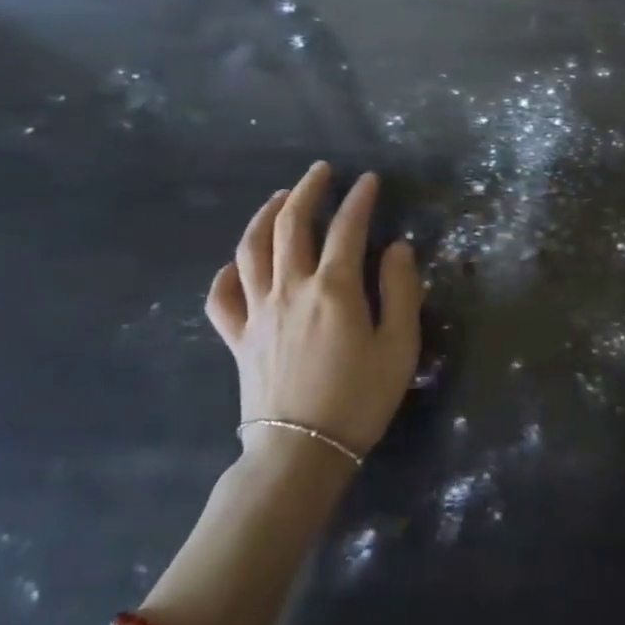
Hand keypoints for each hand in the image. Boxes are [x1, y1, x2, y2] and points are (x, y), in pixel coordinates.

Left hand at [205, 162, 421, 460]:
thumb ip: (401, 291)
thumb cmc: (359, 400)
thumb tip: (397, 248)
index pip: (346, 228)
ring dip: (266, 215)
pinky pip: (223, 296)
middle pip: (291, 225)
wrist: (301, 453)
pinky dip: (228, 272)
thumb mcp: (399, 347)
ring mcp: (258, 312)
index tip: (370, 180)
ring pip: (252, 249)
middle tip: (321, 172)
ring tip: (280, 198)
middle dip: (307, 191)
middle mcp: (291, 288)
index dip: (359, 199)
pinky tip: (238, 262)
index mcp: (334, 289)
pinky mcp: (238, 338)